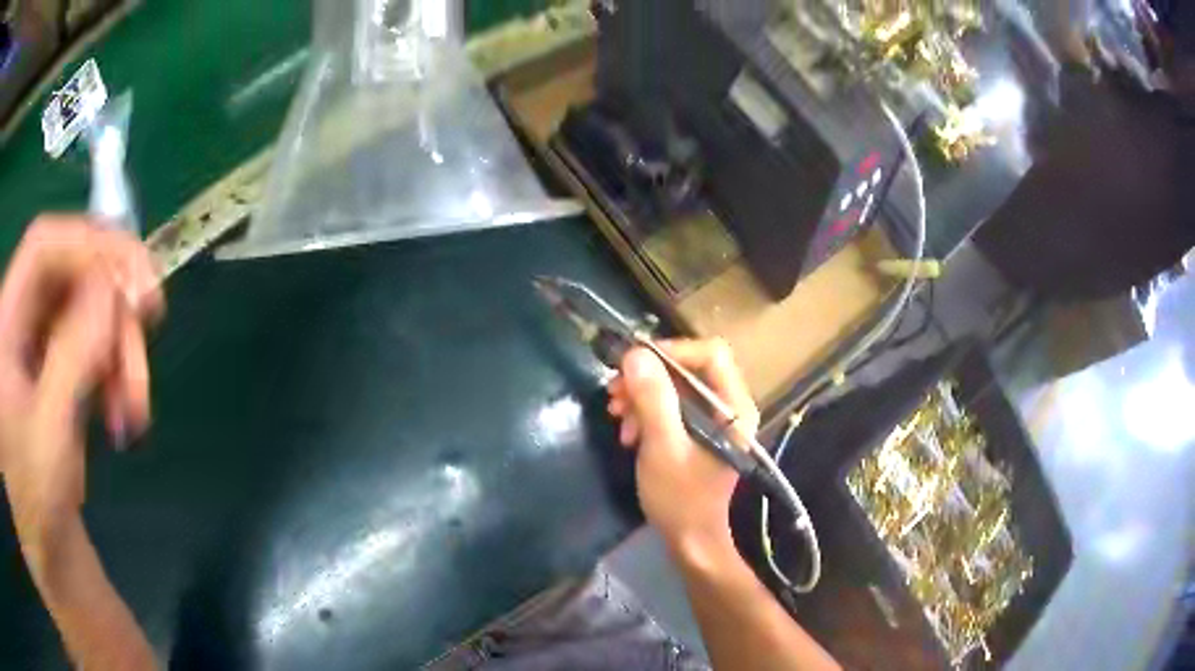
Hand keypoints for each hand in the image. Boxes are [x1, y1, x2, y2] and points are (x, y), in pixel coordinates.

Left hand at [0, 216, 162, 556]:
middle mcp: (12, 314)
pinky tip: (116, 407)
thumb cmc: (34, 507)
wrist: (37, 543)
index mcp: (4, 324)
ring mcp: (25, 334)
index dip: (91, 249)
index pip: (42, 246)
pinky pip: (79, 336)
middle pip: (65, 275)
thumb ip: (74, 355)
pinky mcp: (40, 355)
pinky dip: (104, 365)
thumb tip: (116, 289)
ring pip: (79, 306)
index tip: (141, 289)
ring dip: (113, 351)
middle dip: (110, 317)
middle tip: (141, 371)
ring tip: (132, 411)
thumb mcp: (50, 437)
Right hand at [606, 339, 758, 553]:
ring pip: (675, 387)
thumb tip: (635, 354)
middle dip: (648, 378)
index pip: (710, 353)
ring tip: (616, 416)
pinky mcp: (696, 432)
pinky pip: (670, 407)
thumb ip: (653, 398)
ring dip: (641, 396)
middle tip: (614, 392)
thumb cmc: (681, 498)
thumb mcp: (662, 446)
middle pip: (688, 368)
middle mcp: (729, 406)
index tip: (634, 365)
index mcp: (734, 407)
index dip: (671, 351)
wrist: (689, 540)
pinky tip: (628, 433)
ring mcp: (712, 420)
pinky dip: (646, 413)